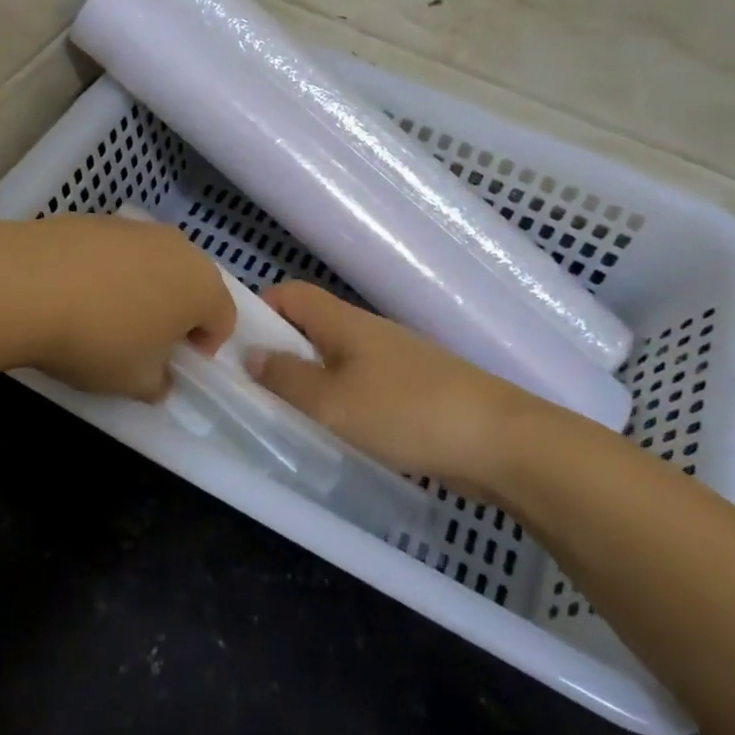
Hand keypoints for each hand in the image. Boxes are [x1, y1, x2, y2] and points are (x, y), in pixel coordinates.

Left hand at [0, 214, 235, 400]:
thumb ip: (159, 384)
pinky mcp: (99, 218)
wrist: (27, 284)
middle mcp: (180, 248)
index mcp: (203, 287)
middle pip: (192, 284)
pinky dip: (110, 270)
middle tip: (144, 341)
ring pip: (155, 264)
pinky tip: (77, 291)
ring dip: (144, 288)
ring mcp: (138, 228)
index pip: (223, 318)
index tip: (174, 364)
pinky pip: (119, 251)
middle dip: (176, 313)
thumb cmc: (98, 339)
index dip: (204, 346)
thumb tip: (160, 379)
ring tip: (106, 315)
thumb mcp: (135, 382)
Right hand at [248, 281, 578, 487]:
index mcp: (344, 322)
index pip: (291, 293)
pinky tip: (339, 432)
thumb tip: (251, 353)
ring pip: (338, 358)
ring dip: (310, 379)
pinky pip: (363, 384)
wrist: (499, 441)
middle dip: (280, 350)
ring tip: (289, 414)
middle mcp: (368, 331)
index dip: (260, 308)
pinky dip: (341, 400)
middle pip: (313, 325)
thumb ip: (287, 378)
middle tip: (253, 388)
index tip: (235, 343)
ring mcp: (396, 360)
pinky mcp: (416, 390)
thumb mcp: (332, 402)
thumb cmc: (405, 412)